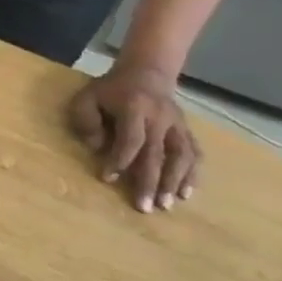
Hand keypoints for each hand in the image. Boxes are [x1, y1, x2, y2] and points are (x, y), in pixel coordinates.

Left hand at [68, 64, 199, 213]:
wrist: (146, 73)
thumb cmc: (111, 90)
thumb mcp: (88, 97)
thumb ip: (87, 120)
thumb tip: (96, 148)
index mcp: (135, 108)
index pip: (131, 139)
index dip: (120, 160)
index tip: (108, 178)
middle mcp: (161, 118)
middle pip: (157, 154)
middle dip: (150, 182)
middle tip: (144, 207)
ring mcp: (178, 125)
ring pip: (181, 156)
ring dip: (175, 182)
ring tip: (167, 205)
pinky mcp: (187, 130)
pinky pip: (194, 153)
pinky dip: (192, 174)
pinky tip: (187, 193)